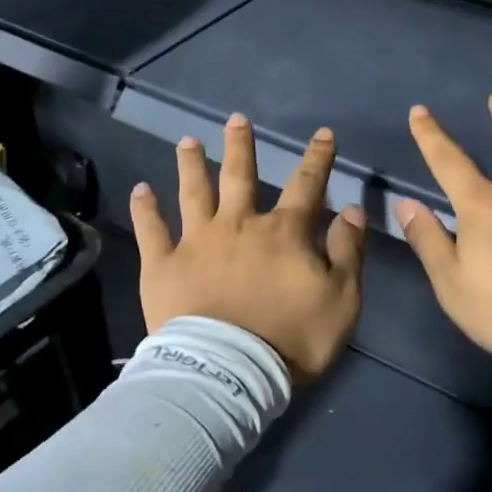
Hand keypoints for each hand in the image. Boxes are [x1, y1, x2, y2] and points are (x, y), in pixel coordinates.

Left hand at [131, 113, 366, 381]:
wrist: (230, 372)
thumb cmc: (292, 339)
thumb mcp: (342, 300)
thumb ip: (347, 252)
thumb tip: (352, 210)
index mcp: (283, 233)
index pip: (306, 185)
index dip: (317, 158)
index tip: (323, 134)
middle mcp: (238, 225)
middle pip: (240, 175)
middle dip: (241, 146)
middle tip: (236, 119)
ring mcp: (197, 241)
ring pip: (194, 192)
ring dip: (191, 165)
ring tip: (187, 141)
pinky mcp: (163, 264)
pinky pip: (152, 230)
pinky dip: (145, 209)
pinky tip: (140, 189)